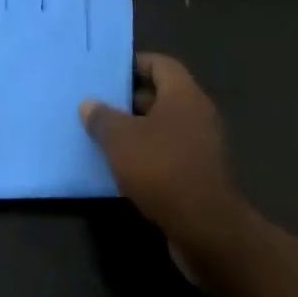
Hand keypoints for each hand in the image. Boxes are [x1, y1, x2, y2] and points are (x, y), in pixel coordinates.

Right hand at [81, 54, 246, 253]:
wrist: (208, 233)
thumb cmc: (163, 169)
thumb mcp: (121, 139)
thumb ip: (103, 118)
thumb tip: (89, 104)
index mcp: (184, 94)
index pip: (159, 64)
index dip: (134, 65)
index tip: (108, 74)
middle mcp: (198, 114)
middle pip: (162, 96)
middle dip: (131, 100)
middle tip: (100, 105)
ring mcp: (203, 148)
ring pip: (165, 128)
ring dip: (139, 132)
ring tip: (106, 138)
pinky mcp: (202, 178)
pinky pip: (171, 156)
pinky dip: (150, 159)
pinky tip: (124, 171)